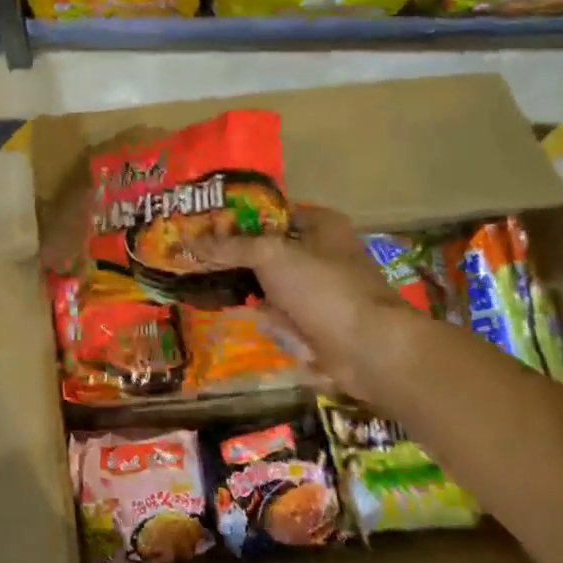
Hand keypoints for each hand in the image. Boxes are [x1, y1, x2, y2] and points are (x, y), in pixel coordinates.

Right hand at [193, 205, 426, 400]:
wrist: (370, 350)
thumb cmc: (324, 288)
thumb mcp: (271, 255)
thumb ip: (230, 246)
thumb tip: (191, 240)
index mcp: (322, 225)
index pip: (271, 212)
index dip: (239, 218)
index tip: (205, 226)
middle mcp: (324, 253)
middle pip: (270, 249)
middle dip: (239, 257)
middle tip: (200, 258)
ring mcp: (322, 290)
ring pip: (273, 284)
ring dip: (249, 289)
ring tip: (208, 286)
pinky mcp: (319, 323)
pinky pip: (283, 314)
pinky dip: (267, 317)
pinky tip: (241, 315)